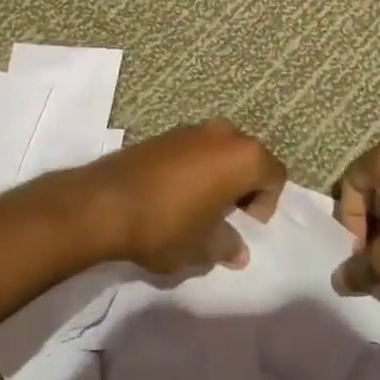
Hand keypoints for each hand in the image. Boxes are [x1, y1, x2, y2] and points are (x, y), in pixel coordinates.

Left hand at [82, 120, 284, 273]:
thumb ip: (228, 246)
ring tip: (199, 206)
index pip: (275, 176)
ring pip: (221, 152)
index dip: (266, 204)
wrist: (104, 203)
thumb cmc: (167, 225)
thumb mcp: (203, 247)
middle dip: (244, 186)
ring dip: (219, 176)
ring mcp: (193, 129)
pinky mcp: (166, 133)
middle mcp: (224, 134)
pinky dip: (196, 168)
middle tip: (226, 216)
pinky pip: (195, 150)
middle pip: (249, 159)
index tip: (244, 225)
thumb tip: (238, 251)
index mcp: (244, 157)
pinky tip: (175, 194)